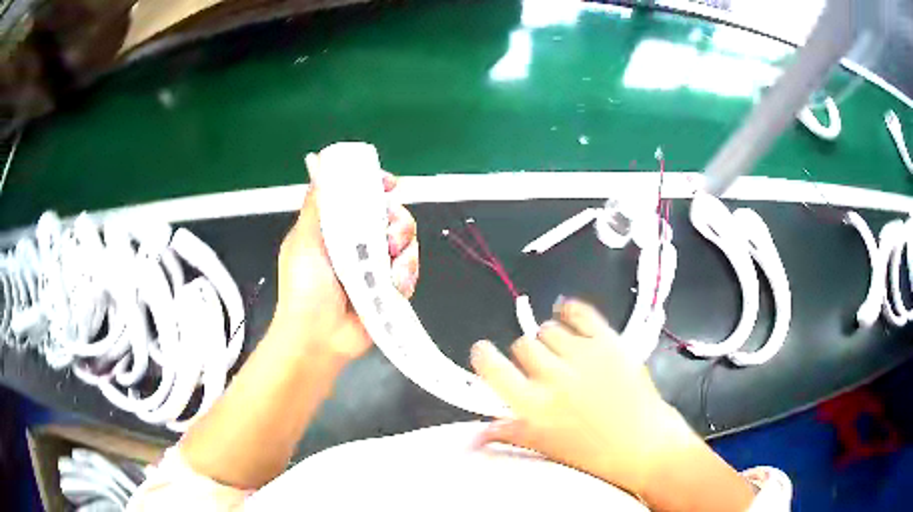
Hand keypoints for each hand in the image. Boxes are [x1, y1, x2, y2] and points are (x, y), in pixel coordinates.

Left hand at [270, 167, 418, 360]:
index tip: (388, 184)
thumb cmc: (304, 288)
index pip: (361, 196)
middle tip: (388, 233)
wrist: (319, 338)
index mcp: (336, 228)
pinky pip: (410, 269)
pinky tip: (395, 281)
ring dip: (403, 247)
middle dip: (396, 219)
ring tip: (391, 262)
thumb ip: (317, 204)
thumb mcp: (303, 240)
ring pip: (406, 240)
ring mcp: (377, 265)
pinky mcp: (391, 287)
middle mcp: (358, 242)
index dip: (377, 186)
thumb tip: (320, 164)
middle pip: (390, 214)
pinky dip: (407, 273)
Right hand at [470, 298, 693, 497]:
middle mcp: (555, 376)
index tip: (484, 353)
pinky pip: (579, 312)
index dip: (483, 356)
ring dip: (549, 340)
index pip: (493, 368)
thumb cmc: (594, 456)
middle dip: (526, 355)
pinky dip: (569, 310)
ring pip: (548, 329)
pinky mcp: (609, 342)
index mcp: (535, 406)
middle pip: (523, 345)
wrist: (646, 446)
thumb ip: (509, 434)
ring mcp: (584, 355)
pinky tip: (569, 317)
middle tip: (541, 370)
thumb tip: (471, 437)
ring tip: (563, 354)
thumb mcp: (546, 448)